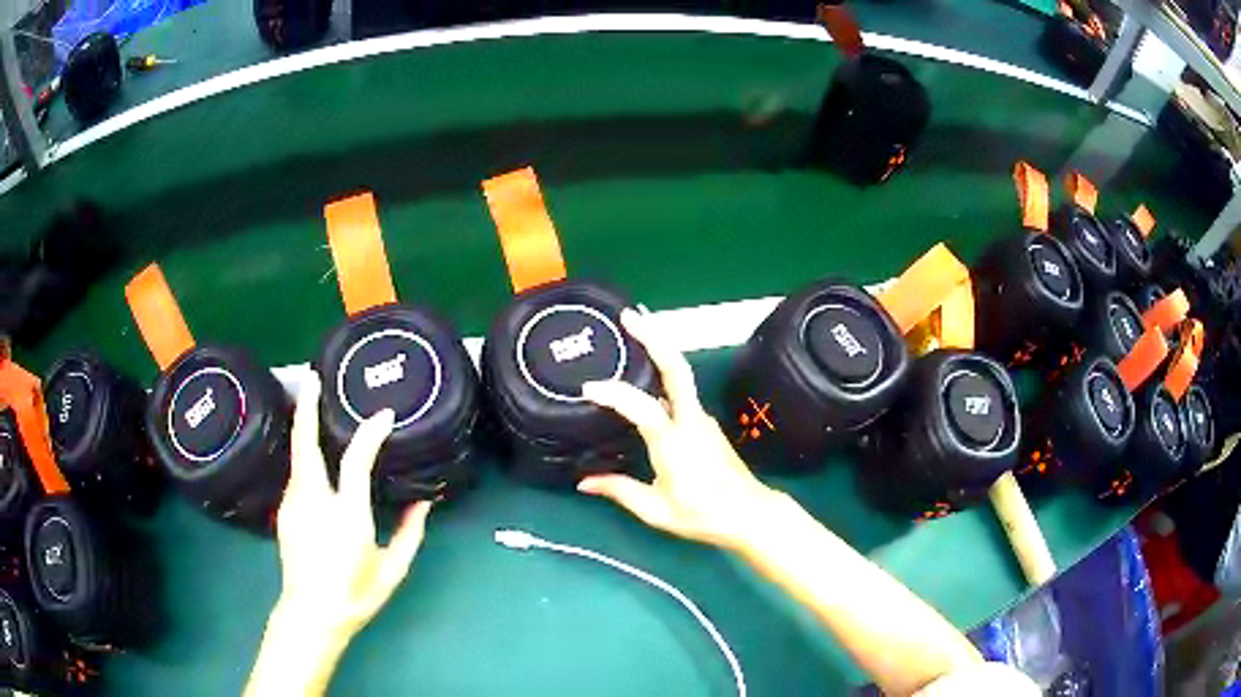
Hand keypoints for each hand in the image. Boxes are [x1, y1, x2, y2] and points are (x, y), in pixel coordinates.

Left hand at [273, 371, 430, 641]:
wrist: (311, 615)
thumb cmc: (355, 594)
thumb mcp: (392, 569)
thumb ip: (410, 533)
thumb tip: (424, 501)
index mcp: (346, 516)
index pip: (357, 462)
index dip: (370, 434)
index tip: (384, 415)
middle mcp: (314, 502)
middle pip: (306, 444)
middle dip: (308, 408)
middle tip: (313, 378)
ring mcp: (293, 505)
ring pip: (297, 456)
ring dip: (305, 428)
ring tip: (313, 405)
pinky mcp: (284, 511)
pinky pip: (295, 474)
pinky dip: (303, 455)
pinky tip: (311, 454)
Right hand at [579, 309, 776, 549]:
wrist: (749, 514)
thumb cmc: (702, 515)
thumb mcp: (656, 510)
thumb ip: (620, 491)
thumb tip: (584, 482)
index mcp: (675, 444)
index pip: (642, 407)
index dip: (615, 394)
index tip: (589, 389)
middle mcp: (691, 422)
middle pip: (677, 368)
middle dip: (654, 337)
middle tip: (628, 317)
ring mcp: (702, 419)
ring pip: (681, 376)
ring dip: (659, 349)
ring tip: (633, 333)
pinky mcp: (705, 423)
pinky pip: (680, 393)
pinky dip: (662, 375)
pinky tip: (645, 380)